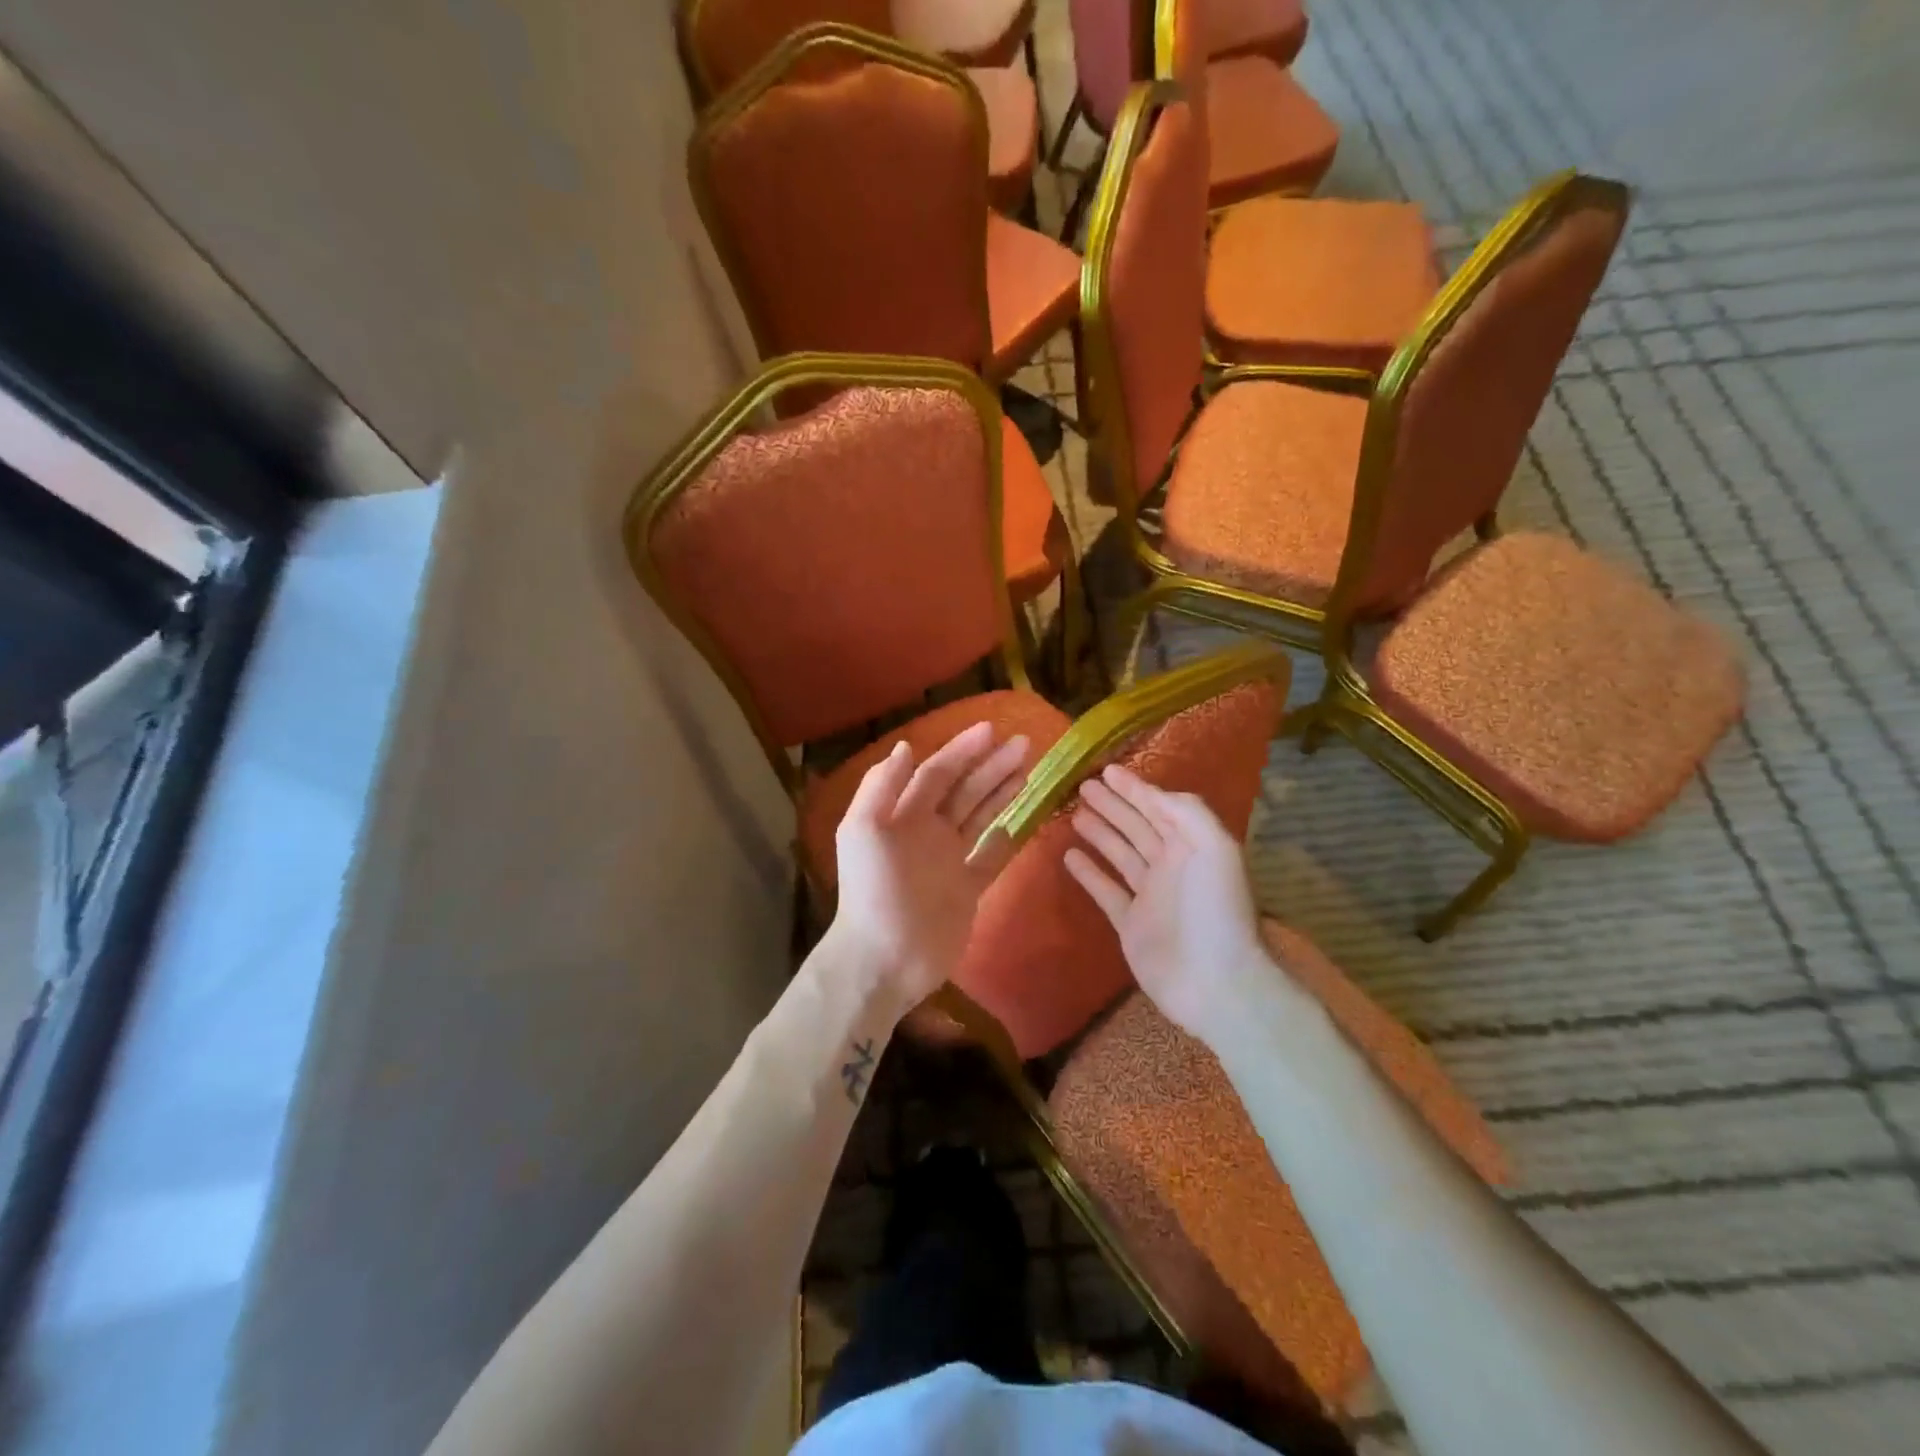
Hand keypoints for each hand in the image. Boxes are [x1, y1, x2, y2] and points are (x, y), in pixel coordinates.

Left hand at [829, 723, 1029, 1012]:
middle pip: (964, 790)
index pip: (937, 773)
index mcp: (902, 815)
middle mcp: (926, 831)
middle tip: (1024, 743)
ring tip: (1028, 769)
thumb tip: (906, 746)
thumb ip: (881, 786)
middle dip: (991, 765)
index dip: (962, 751)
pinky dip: (1003, 840)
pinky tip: (1018, 822)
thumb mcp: (863, 830)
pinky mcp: (966, 890)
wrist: (884, 958)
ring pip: (979, 816)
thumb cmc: (872, 890)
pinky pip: (989, 858)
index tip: (992, 730)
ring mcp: (948, 861)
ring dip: (1001, 792)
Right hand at [1063, 763, 1278, 1046]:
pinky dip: (1088, 873)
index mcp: (1192, 846)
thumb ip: (1187, 812)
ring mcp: (1149, 896)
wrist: (1215, 981)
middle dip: (1112, 805)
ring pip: (1120, 854)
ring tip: (1075, 814)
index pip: (1159, 808)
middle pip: (1136, 827)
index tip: (1107, 771)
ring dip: (1099, 833)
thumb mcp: (1214, 847)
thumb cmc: (1215, 910)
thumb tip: (1154, 794)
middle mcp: (1170, 865)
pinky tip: (1068, 855)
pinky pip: (1105, 891)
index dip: (1134, 788)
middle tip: (1083, 787)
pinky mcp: (1130, 924)